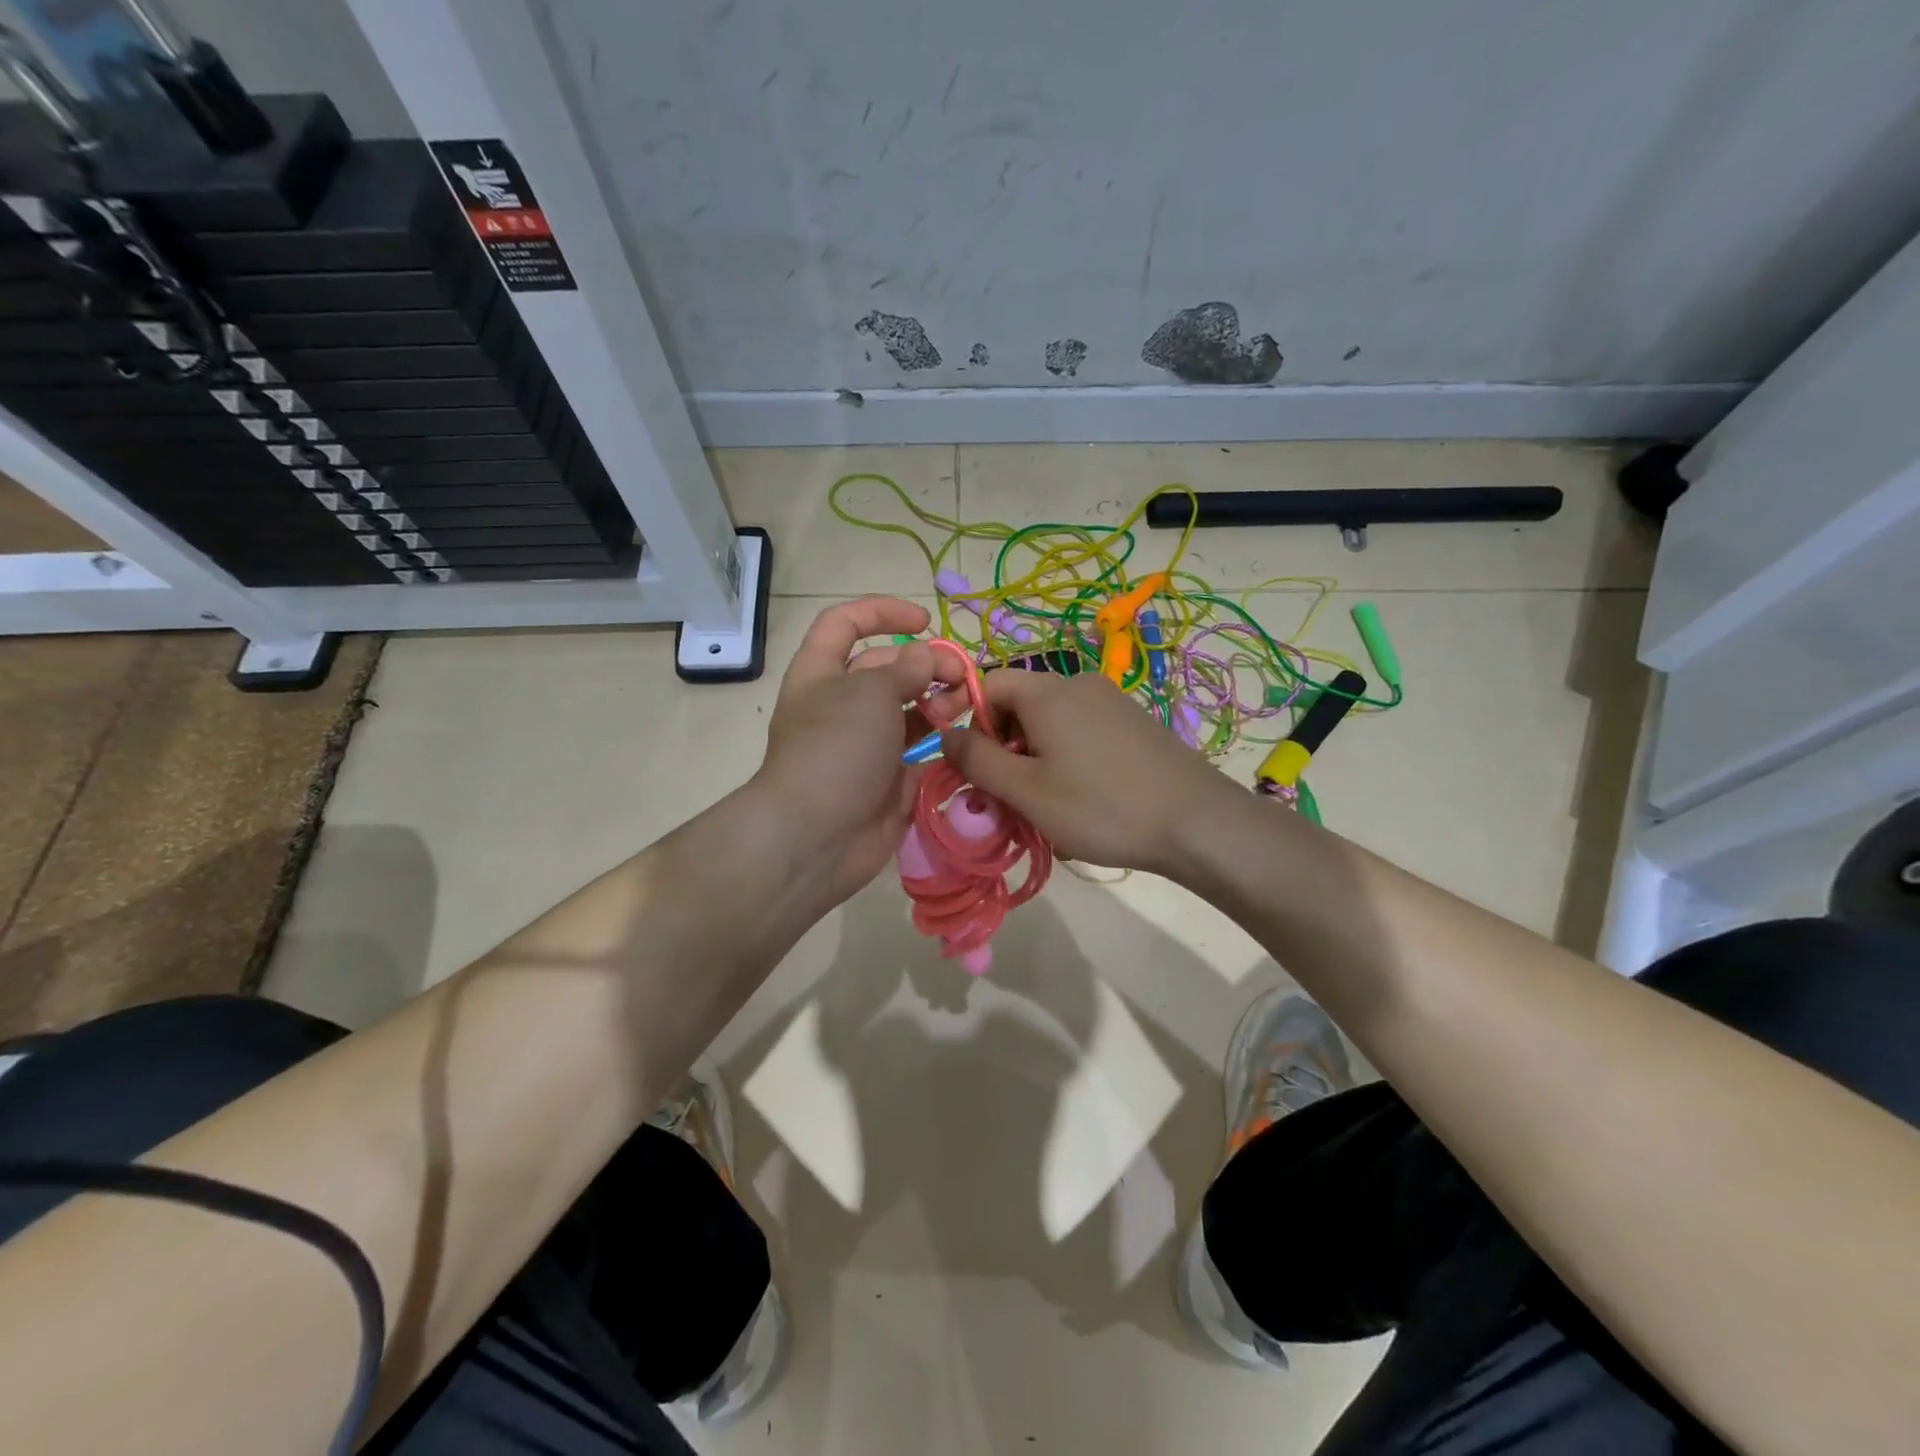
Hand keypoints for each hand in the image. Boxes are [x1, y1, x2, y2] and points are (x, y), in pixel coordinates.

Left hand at [751, 597, 938, 904]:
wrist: (816, 836)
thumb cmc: (836, 748)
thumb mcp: (869, 692)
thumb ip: (905, 669)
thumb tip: (926, 658)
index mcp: (822, 673)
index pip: (845, 624)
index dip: (882, 612)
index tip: (925, 620)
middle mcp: (842, 705)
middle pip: (886, 668)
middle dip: (925, 663)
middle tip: (961, 674)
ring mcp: (865, 745)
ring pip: (908, 711)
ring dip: (939, 700)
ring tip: (967, 702)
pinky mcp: (888, 781)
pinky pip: (920, 753)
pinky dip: (942, 743)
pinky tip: (966, 737)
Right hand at [939, 669, 1242, 874]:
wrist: (1198, 823)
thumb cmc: (1101, 806)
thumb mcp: (1026, 790)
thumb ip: (977, 759)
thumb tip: (946, 734)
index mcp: (1048, 692)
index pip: (987, 684)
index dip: (967, 720)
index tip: (968, 766)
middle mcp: (1079, 684)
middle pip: (1019, 704)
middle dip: (1002, 747)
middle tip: (1003, 796)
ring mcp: (1112, 702)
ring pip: (1051, 724)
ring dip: (1033, 759)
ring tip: (1042, 807)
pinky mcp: (1134, 724)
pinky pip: (1081, 733)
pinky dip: (1065, 760)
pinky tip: (1079, 800)